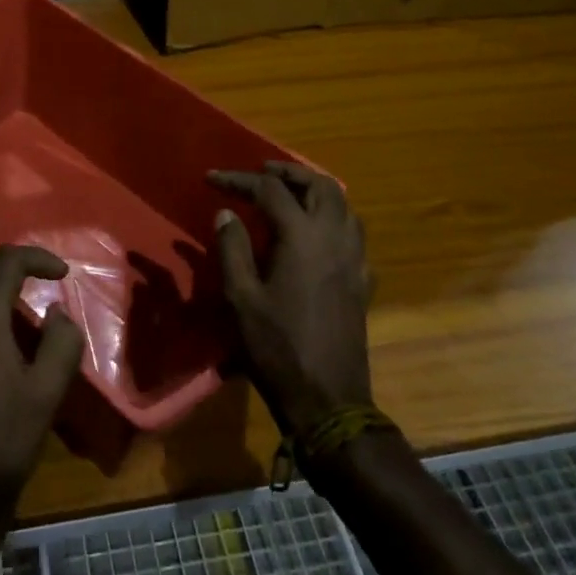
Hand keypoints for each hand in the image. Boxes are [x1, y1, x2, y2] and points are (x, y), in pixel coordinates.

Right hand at [210, 162, 373, 435]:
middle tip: (262, 173)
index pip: (270, 190)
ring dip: (315, 191)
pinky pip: (353, 233)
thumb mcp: (241, 298)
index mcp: (302, 237)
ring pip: (343, 205)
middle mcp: (334, 238)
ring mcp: (354, 259)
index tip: (213, 178)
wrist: (328, 401)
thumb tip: (227, 214)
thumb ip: (233, 249)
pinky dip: (333, 219)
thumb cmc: (277, 348)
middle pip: (319, 185)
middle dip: (289, 173)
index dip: (239, 179)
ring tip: (289, 195)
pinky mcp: (362, 281)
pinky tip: (315, 235)